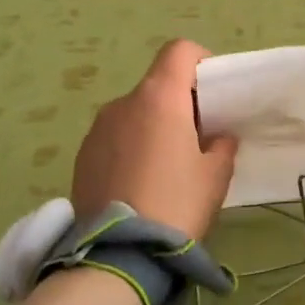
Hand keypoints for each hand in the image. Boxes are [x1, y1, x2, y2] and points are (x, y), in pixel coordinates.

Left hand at [71, 40, 238, 238]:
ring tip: (166, 167)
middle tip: (198, 138)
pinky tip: (140, 183)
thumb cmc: (178, 203)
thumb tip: (217, 136)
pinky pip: (114, 139)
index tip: (214, 91)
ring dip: (153, 127)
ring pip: (134, 113)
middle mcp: (123, 103)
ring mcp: (97, 129)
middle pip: (157, 85)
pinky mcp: (81, 156)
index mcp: (159, 98)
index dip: (201, 61)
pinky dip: (130, 148)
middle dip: (180, 103)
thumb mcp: (216, 174)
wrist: (121, 253)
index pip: (179, 51)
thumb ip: (222, 144)